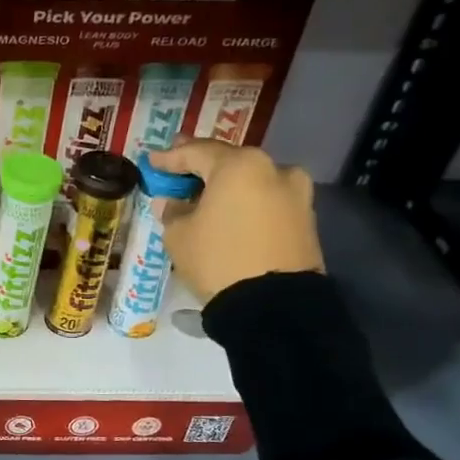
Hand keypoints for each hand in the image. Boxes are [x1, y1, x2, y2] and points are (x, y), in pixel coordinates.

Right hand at [146, 140, 323, 303]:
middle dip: (202, 166)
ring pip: (253, 182)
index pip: (196, 153)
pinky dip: (247, 203)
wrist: (274, 306)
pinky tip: (229, 214)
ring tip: (205, 195)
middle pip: (229, 162)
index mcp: (240, 166)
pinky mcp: (306, 220)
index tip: (152, 160)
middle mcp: (274, 169)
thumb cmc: (218, 259)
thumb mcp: (179, 235)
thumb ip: (173, 211)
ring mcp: (296, 194)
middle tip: (179, 168)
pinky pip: (267, 202)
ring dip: (228, 186)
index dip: (170, 157)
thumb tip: (174, 202)